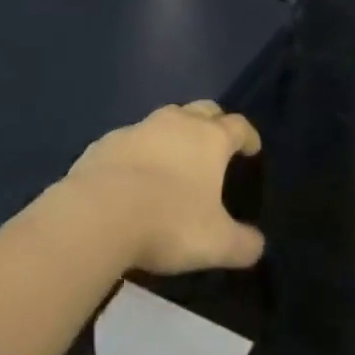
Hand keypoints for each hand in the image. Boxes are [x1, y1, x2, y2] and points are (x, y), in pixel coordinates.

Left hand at [63, 101, 264, 274]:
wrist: (97, 214)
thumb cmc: (168, 222)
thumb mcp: (216, 243)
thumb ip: (242, 244)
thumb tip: (258, 245)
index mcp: (210, 138)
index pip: (239, 126)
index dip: (249, 136)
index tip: (252, 149)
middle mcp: (177, 122)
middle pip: (204, 109)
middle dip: (214, 122)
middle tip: (216, 145)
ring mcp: (139, 128)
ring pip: (165, 120)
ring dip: (174, 134)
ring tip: (174, 160)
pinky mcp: (106, 142)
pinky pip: (130, 141)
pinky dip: (139, 152)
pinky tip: (133, 177)